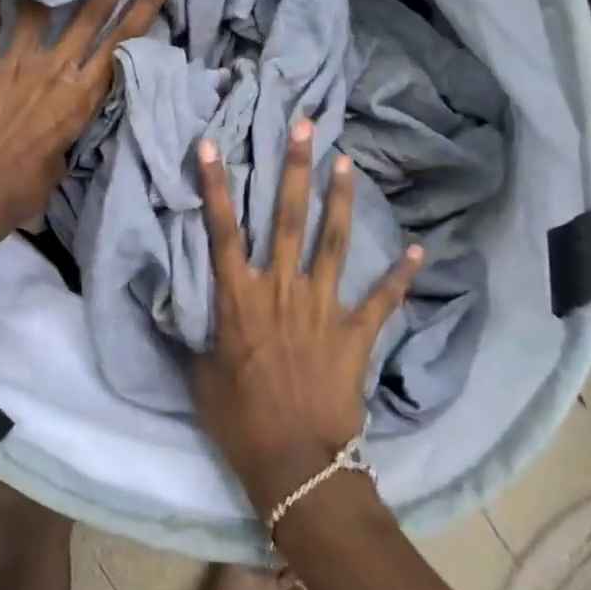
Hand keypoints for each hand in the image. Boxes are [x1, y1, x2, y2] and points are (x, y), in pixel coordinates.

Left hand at [0, 0, 172, 246]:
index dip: (147, 5)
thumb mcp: (64, 159)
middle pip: (92, 10)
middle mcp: (55, 70)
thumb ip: (72, 124)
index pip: (123, 41)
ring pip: (40, 7)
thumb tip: (71, 107)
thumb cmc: (24, 191)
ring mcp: (16, 64)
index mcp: (82, 96)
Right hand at [192, 121, 421, 514]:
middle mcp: (281, 290)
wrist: (295, 463)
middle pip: (286, 218)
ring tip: (346, 162)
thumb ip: (191, 334)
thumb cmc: (239, 420)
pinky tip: (419, 248)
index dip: (217, 185)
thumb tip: (171, 306)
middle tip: (304, 126)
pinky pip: (382, 298)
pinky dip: (402, 274)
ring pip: (334, 242)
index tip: (214, 144)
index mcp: (239, 299)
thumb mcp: (200, 375)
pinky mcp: (355, 332)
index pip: (222, 231)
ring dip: (339, 200)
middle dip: (293, 169)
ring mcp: (322, 307)